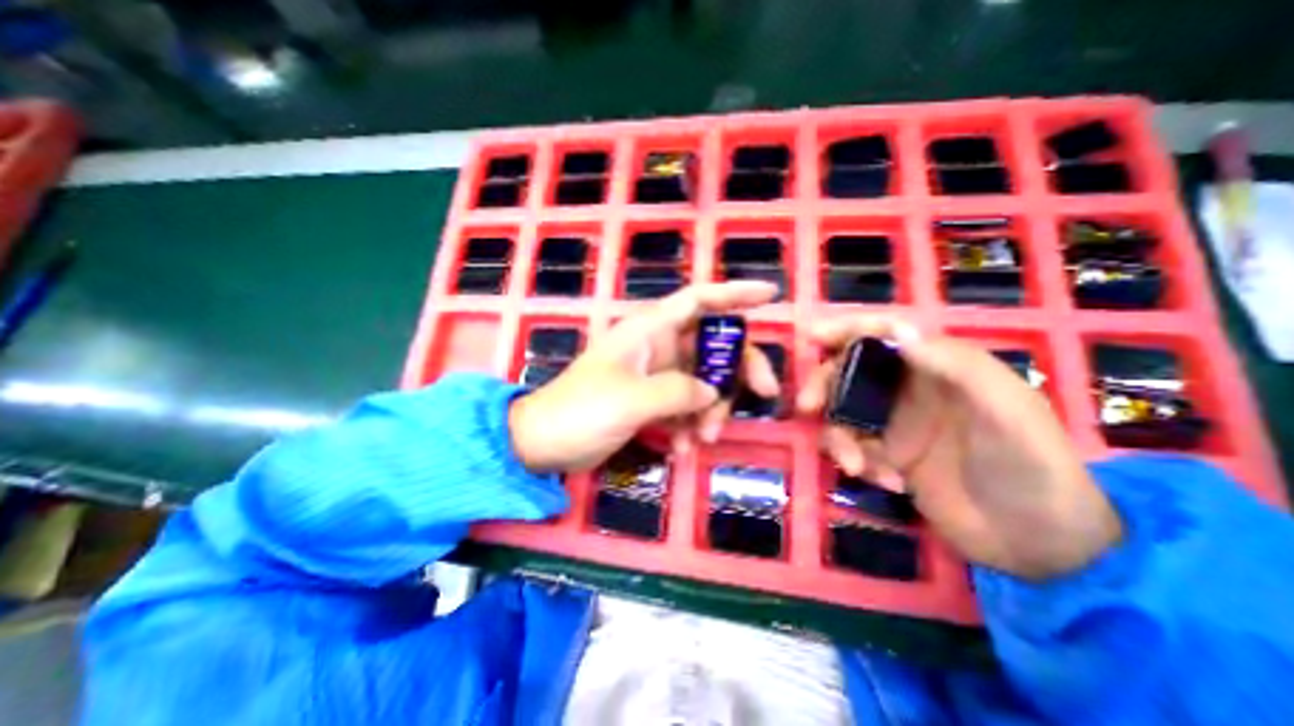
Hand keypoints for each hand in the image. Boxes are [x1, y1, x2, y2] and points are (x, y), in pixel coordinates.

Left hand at [510, 283, 777, 476]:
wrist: (544, 443)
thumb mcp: (631, 400)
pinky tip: (682, 448)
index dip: (734, 294)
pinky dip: (691, 425)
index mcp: (648, 331)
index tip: (770, 296)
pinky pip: (687, 406)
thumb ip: (678, 392)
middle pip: (713, 346)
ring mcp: (656, 374)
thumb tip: (713, 391)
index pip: (698, 300)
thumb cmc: (580, 411)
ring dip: (712, 409)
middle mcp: (657, 346)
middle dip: (737, 370)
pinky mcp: (652, 400)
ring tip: (703, 439)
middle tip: (762, 396)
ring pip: (704, 380)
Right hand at [799, 316, 1123, 577]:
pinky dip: (856, 461)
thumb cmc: (1033, 468)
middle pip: (851, 371)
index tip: (813, 336)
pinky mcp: (888, 454)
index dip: (848, 329)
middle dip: (825, 384)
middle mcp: (911, 389)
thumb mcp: (1006, 412)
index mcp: (940, 367)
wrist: (1041, 544)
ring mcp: (896, 422)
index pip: (886, 335)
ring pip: (843, 411)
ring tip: (857, 467)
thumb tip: (898, 331)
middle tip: (808, 406)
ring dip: (839, 436)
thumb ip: (957, 367)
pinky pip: (852, 446)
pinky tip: (888, 482)